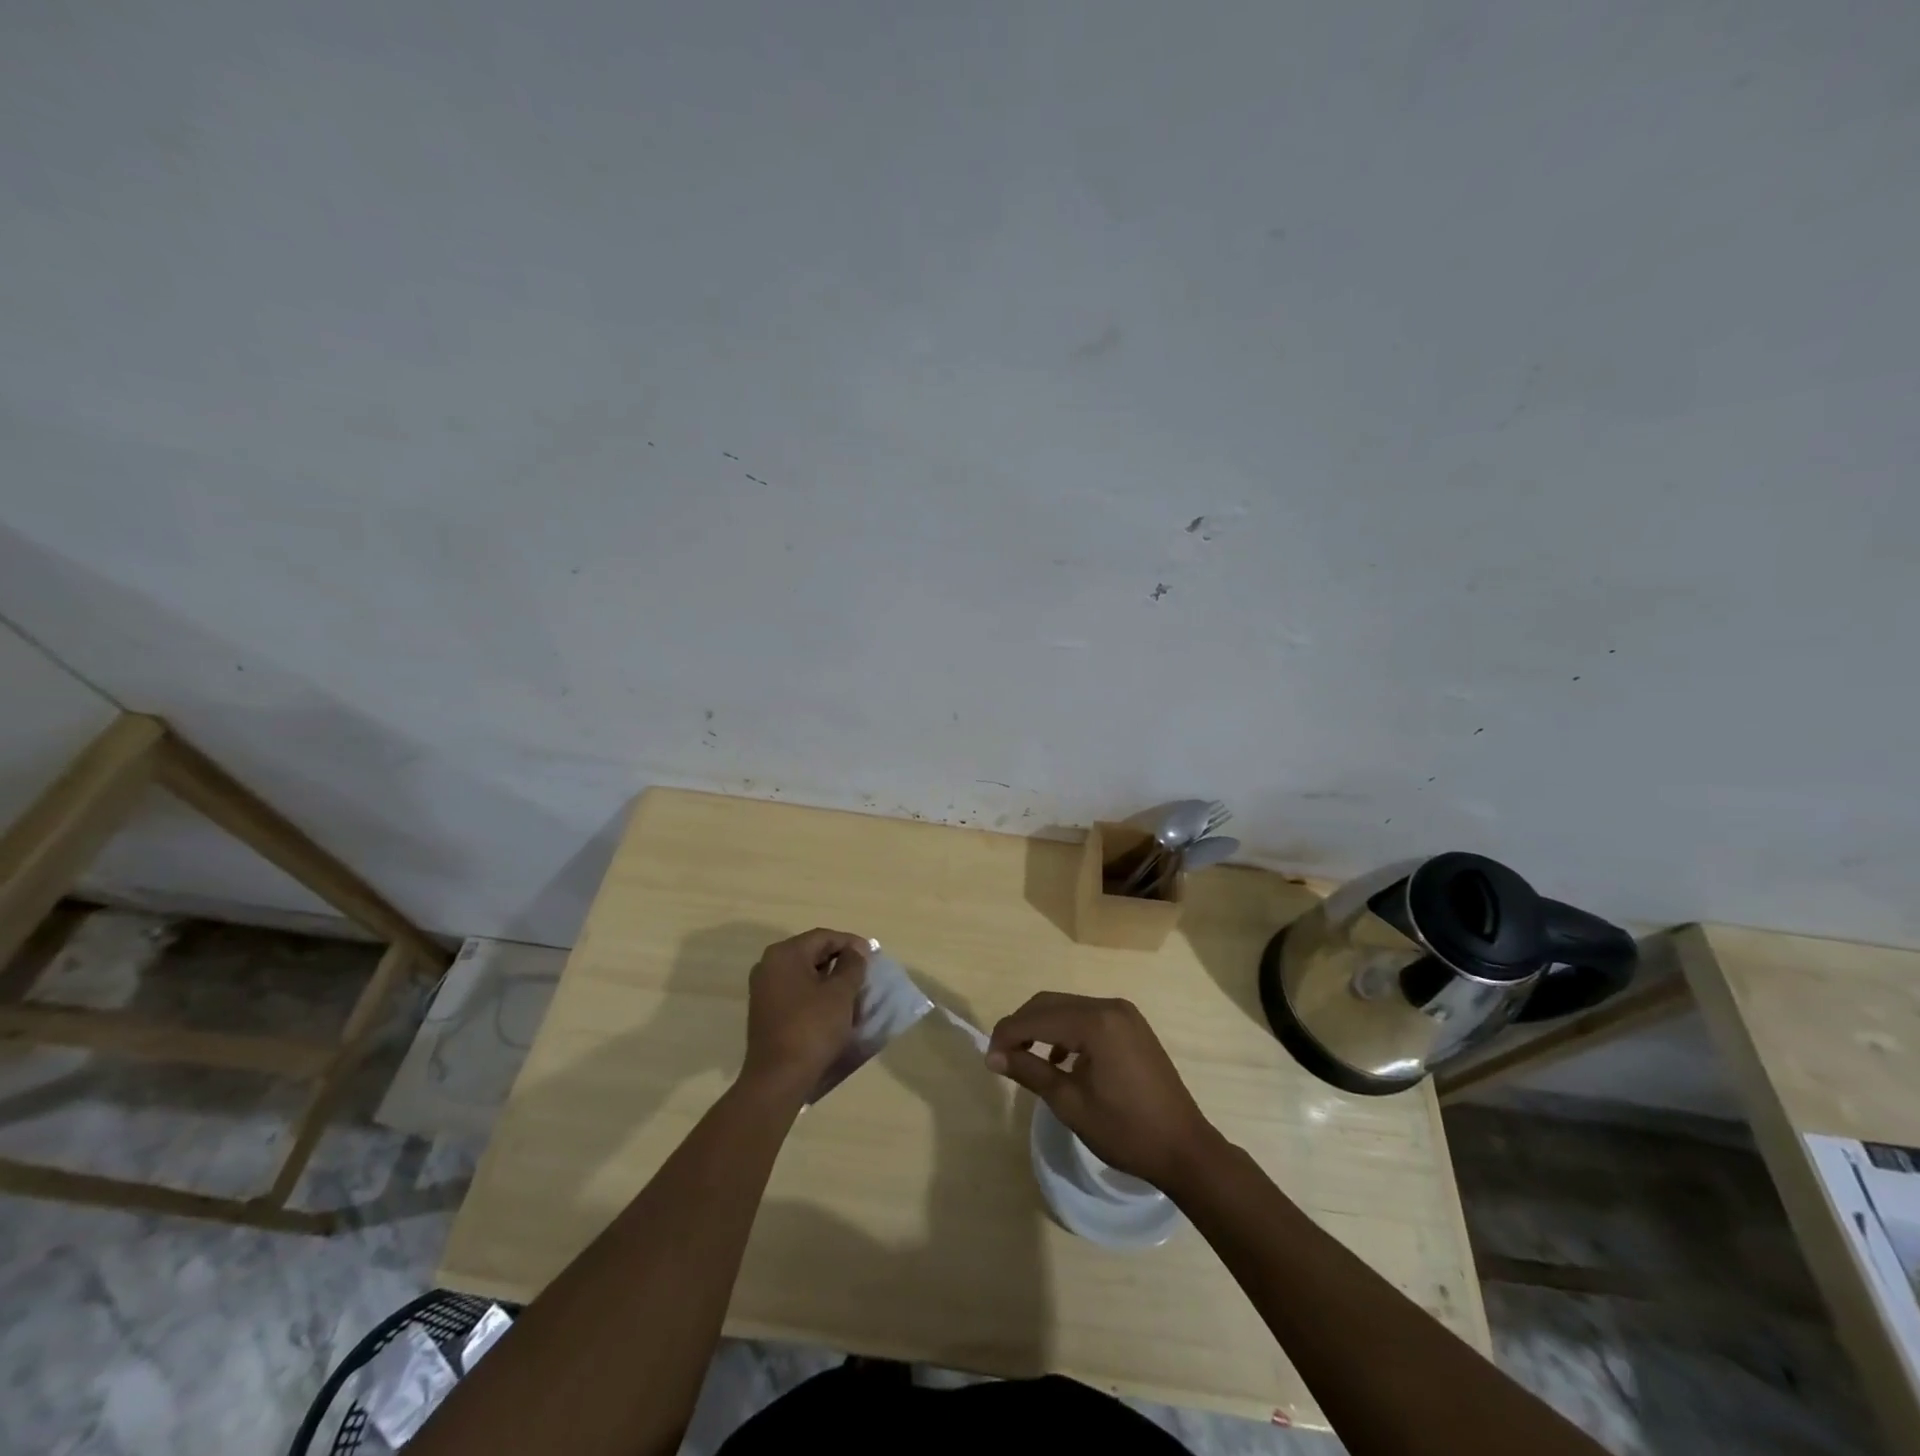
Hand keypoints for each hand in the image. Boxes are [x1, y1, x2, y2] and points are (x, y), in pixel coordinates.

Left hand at [741, 928, 868, 1098]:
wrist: (778, 1079)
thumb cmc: (812, 1028)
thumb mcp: (840, 993)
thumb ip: (852, 965)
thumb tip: (856, 951)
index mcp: (785, 954)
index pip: (824, 937)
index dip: (851, 943)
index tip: (873, 957)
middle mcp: (769, 965)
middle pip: (812, 953)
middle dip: (841, 961)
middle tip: (865, 974)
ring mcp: (764, 989)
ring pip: (805, 974)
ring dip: (830, 979)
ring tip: (853, 992)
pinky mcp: (765, 1011)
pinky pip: (796, 992)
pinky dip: (816, 994)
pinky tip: (833, 1009)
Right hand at [987, 992, 1222, 1192]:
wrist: (1185, 1148)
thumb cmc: (1125, 1131)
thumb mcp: (1070, 1103)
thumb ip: (1030, 1071)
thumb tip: (994, 1056)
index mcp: (1095, 1022)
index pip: (1037, 1017)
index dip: (1008, 1035)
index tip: (989, 1059)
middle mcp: (1109, 1006)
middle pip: (1051, 1003)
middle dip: (1022, 1026)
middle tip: (1002, 1057)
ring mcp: (1124, 1013)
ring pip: (1068, 1008)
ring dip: (1043, 1027)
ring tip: (1026, 1059)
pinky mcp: (1132, 1025)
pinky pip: (1088, 1017)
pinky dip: (1066, 1031)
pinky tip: (1060, 1060)